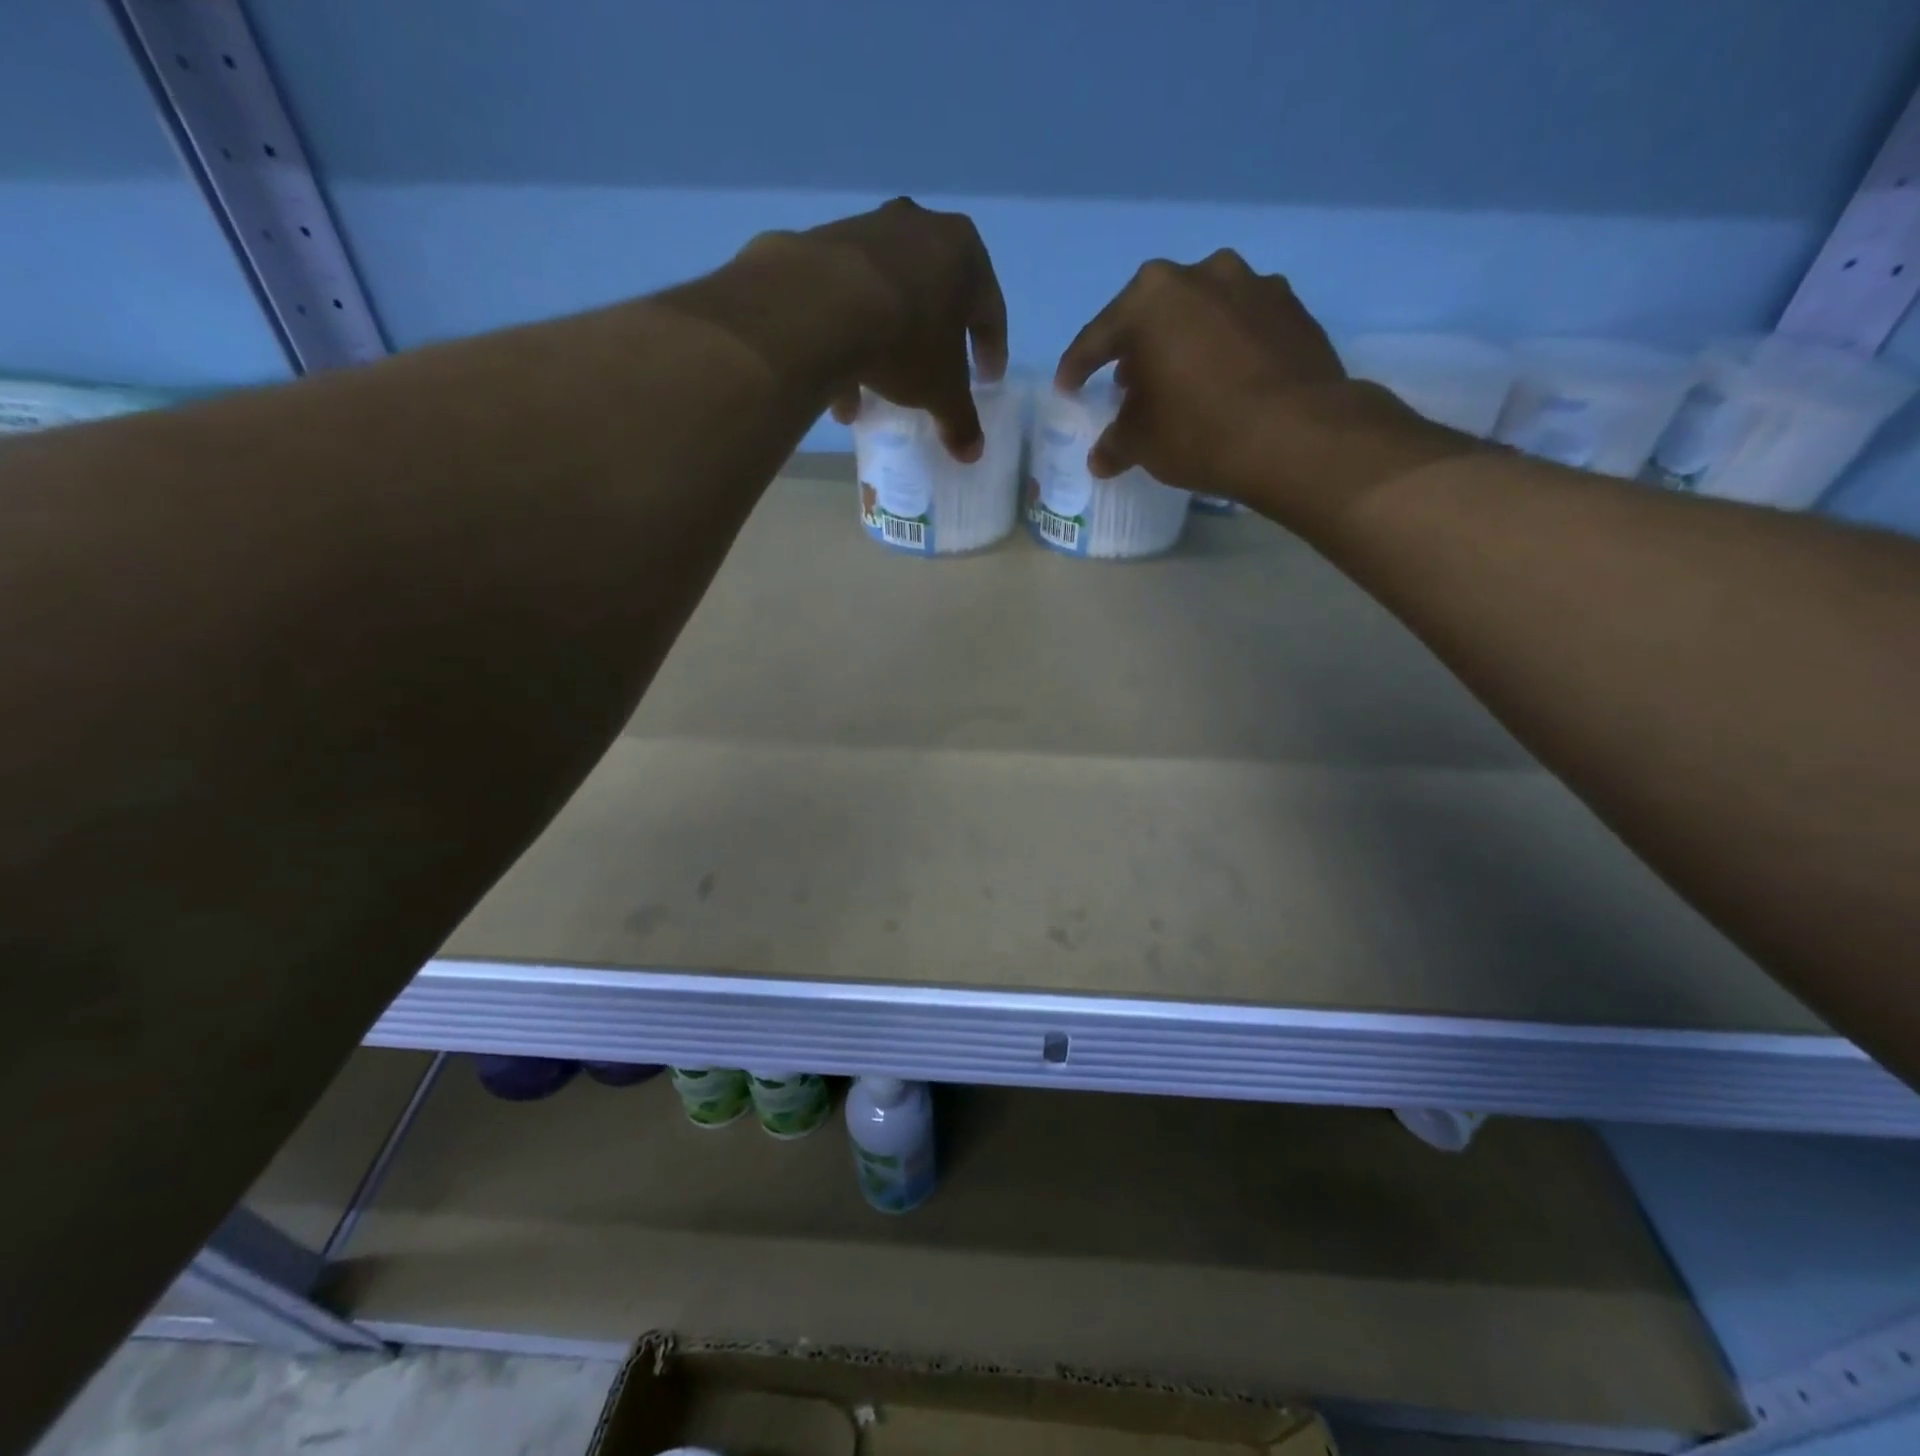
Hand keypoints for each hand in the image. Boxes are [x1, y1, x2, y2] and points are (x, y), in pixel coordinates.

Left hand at [749, 200, 1007, 462]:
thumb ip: (960, 420)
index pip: (989, 310)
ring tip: (876, 394)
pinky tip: (839, 386)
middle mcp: (919, 228)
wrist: (819, 306)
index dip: (991, 351)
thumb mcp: (941, 391)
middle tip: (933, 376)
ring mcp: (867, 230)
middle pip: (934, 297)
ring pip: (887, 298)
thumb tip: (972, 452)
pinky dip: (848, 339)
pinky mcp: (822, 244)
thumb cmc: (906, 340)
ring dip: (886, 346)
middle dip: (933, 343)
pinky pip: (846, 300)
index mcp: (964, 253)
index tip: (987, 381)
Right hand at [1055, 251, 1471, 531]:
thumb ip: (1115, 442)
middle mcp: (1202, 274)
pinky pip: (1241, 327)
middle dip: (1136, 351)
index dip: (1077, 368)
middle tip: (1127, 387)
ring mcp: (1254, 285)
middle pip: (1152, 316)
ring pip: (1201, 315)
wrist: (1298, 435)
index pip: (1098, 337)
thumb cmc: (1199, 431)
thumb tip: (1102, 457)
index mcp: (1151, 298)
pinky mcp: (1292, 308)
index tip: (1068, 388)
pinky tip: (1224, 382)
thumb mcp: (1142, 444)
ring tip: (1179, 383)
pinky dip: (1224, 349)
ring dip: (1184, 344)